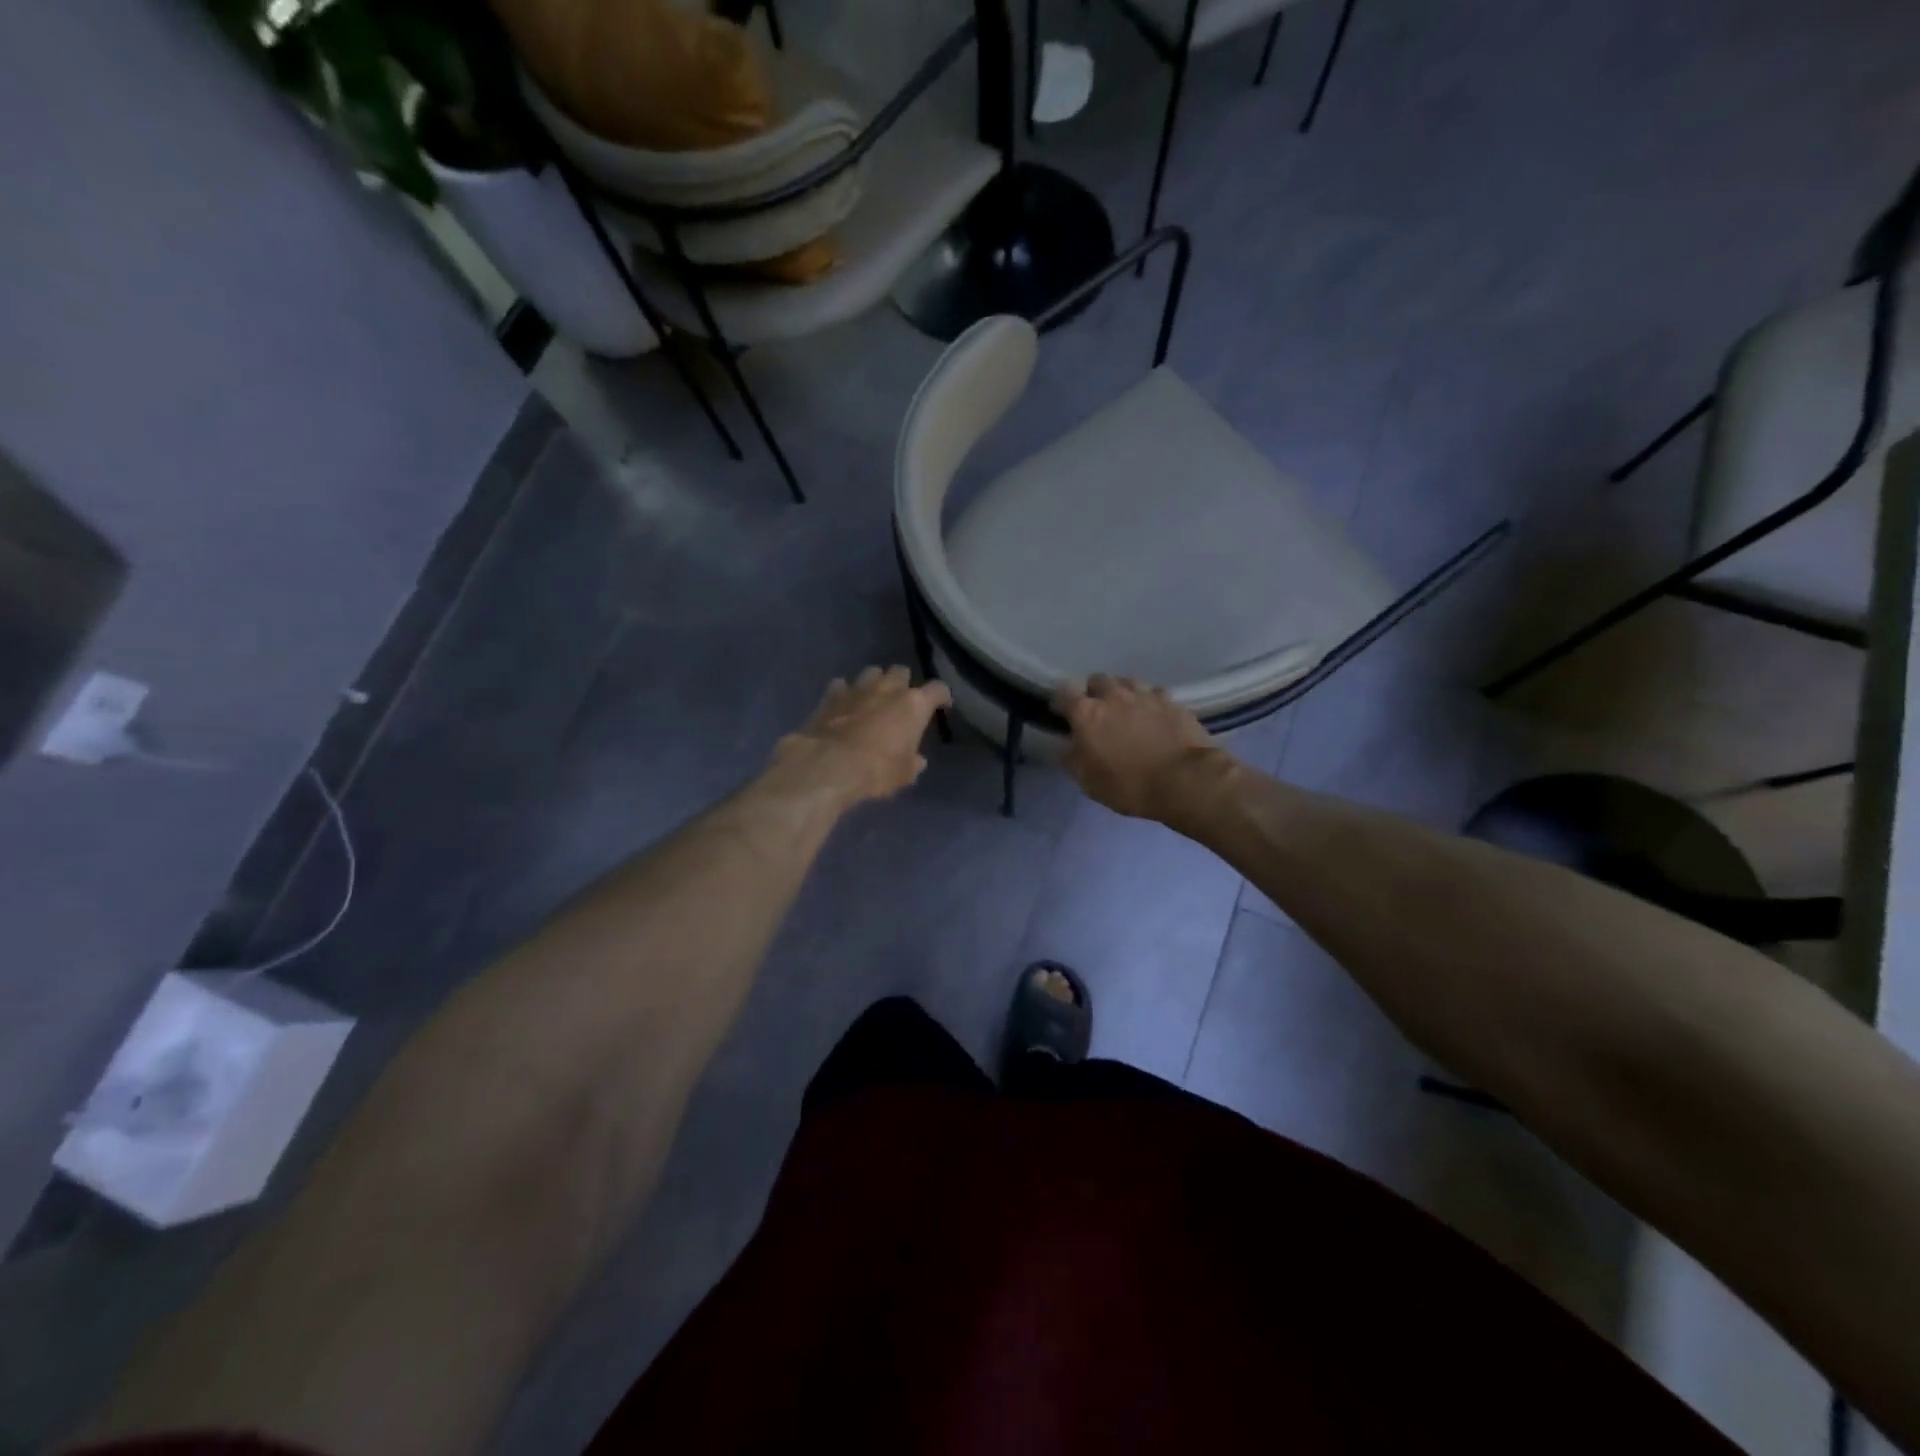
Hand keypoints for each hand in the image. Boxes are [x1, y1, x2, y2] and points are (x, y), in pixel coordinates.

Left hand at [772, 666, 952, 806]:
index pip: (937, 689)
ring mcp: (858, 689)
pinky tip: (843, 704)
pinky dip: (844, 692)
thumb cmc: (877, 770)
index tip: (942, 705)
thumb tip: (917, 761)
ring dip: (875, 682)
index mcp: (914, 705)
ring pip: (872, 672)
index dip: (942, 696)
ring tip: (873, 697)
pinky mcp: (831, 696)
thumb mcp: (904, 774)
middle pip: (901, 671)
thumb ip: (913, 763)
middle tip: (901, 700)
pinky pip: (841, 685)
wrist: (830, 766)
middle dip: (903, 682)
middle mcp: (888, 689)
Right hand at [1055, 674, 1224, 820]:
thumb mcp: (1089, 782)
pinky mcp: (1173, 701)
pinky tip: (1154, 715)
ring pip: (1127, 682)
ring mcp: (1146, 695)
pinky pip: (1154, 693)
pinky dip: (1149, 701)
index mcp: (1087, 713)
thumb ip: (1073, 759)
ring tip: (1126, 709)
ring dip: (1122, 692)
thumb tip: (1068, 747)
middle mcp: (1114, 695)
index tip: (1062, 713)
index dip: (1061, 701)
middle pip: (1097, 680)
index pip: (1065, 692)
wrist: (1185, 780)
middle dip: (1093, 691)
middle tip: (1096, 711)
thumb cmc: (1129, 784)